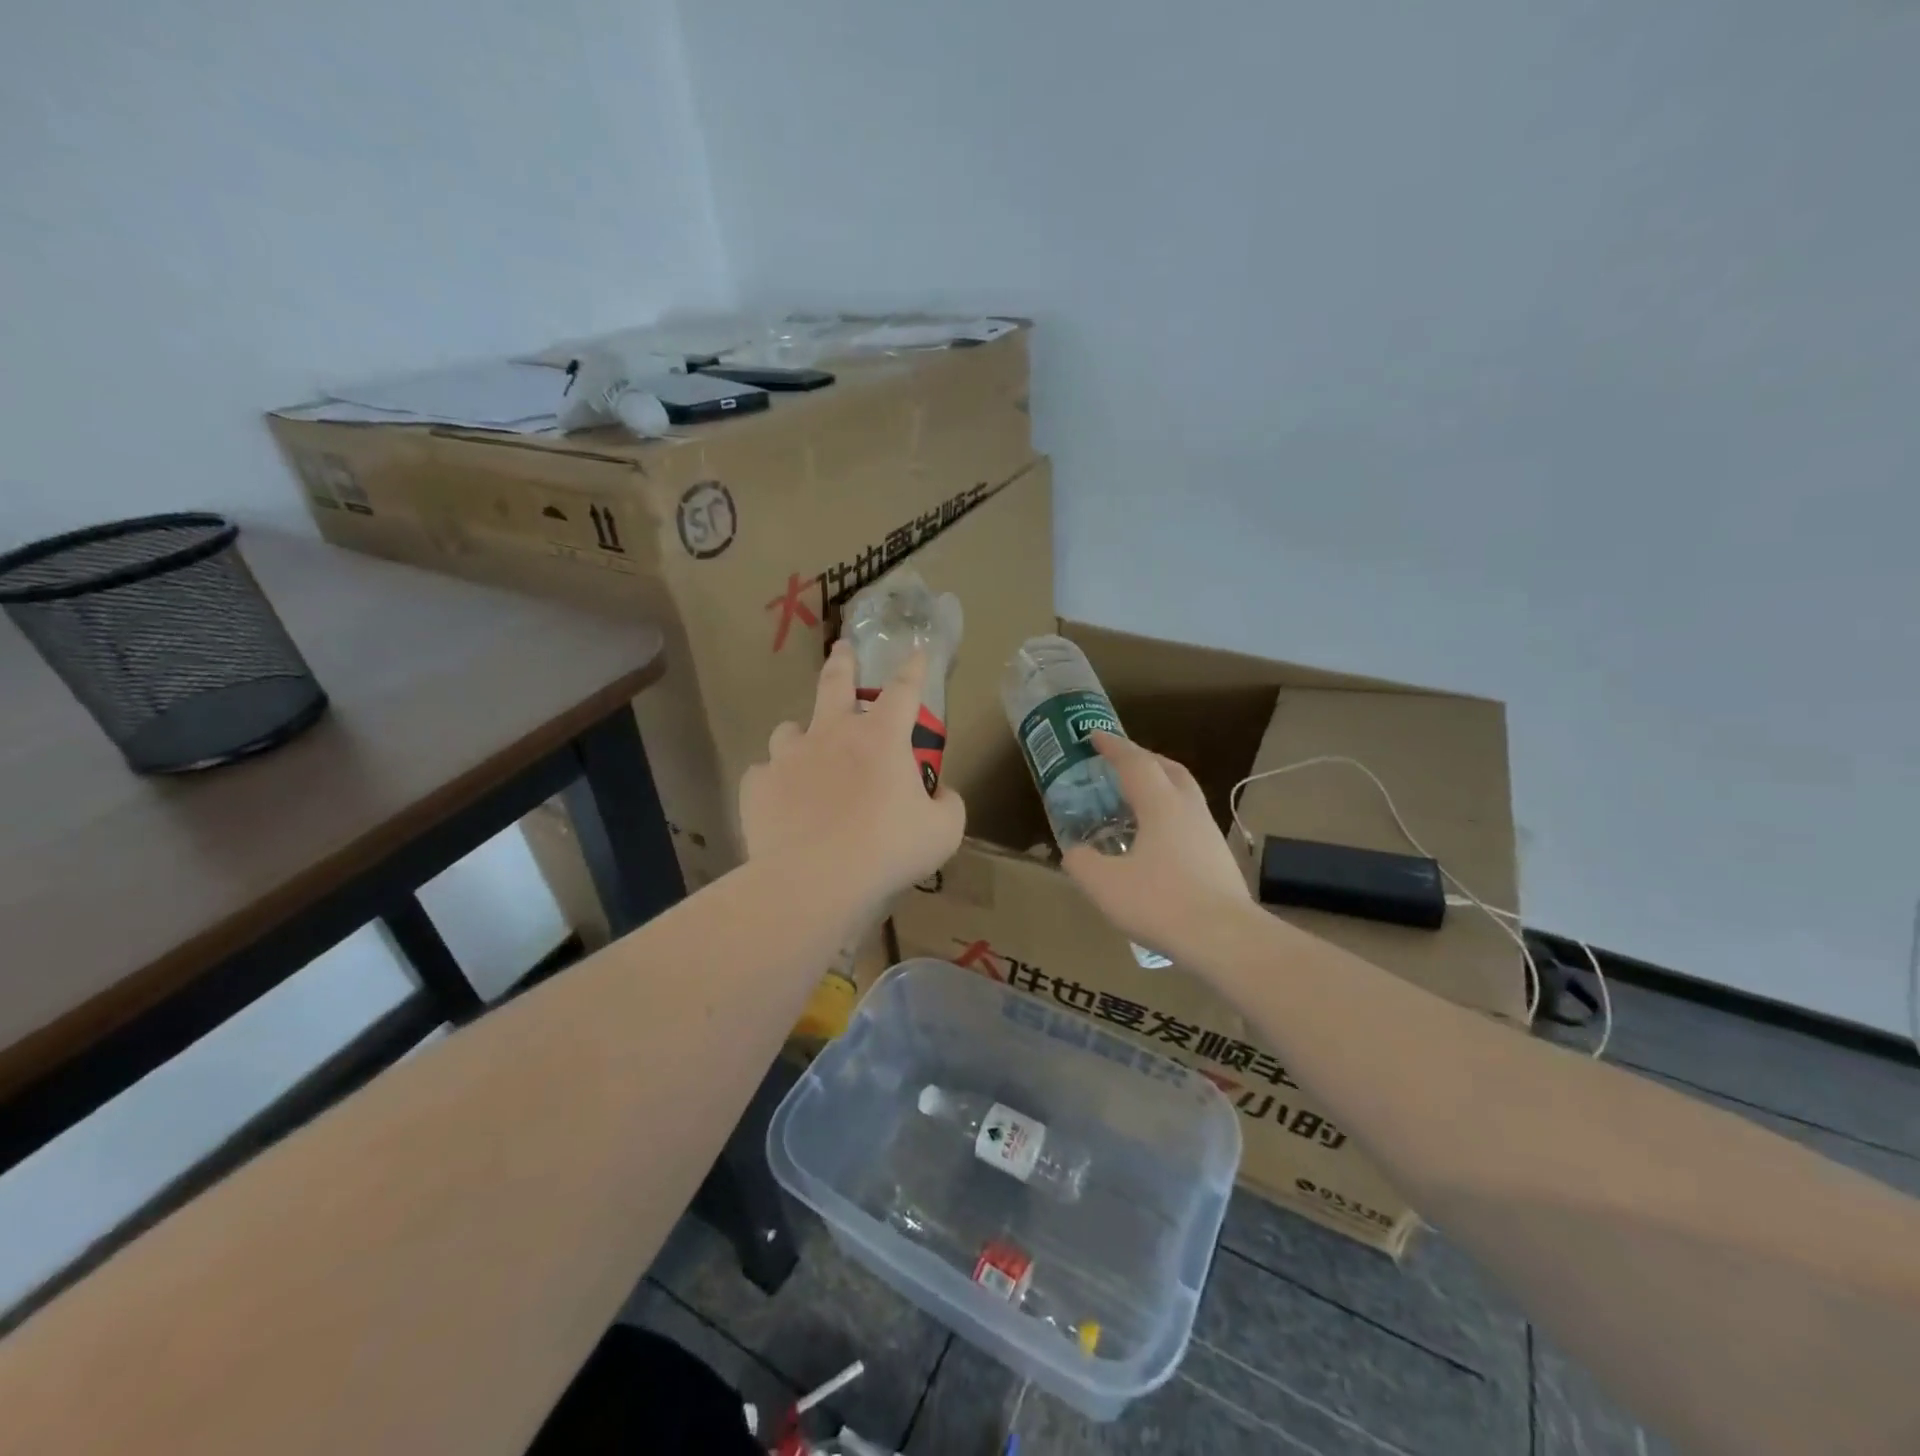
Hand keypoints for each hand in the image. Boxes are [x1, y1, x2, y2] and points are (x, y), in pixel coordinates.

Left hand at [740, 641, 965, 907]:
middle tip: (843, 649)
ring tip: (804, 747)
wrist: (815, 880)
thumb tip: (940, 792)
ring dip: (801, 733)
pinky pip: (765, 774)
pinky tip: (782, 801)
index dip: (913, 668)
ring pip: (790, 729)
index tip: (915, 650)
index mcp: (881, 738)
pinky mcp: (758, 785)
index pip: (904, 689)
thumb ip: (948, 804)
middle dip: (843, 661)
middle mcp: (832, 734)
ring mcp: (789, 757)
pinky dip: (776, 782)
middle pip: (835, 683)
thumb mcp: (943, 831)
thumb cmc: (888, 850)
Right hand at [1062, 732, 1252, 956]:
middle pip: (1169, 770)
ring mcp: (1208, 834)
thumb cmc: (1161, 903)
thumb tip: (1076, 852)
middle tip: (1119, 763)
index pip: (1135, 762)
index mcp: (1161, 805)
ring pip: (1184, 795)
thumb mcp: (1104, 885)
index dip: (1113, 747)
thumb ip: (1082, 862)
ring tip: (1135, 802)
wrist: (1226, 939)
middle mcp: (1188, 810)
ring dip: (1160, 787)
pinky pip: (1189, 821)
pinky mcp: (1218, 859)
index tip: (1094, 735)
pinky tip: (1155, 842)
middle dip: (1143, 759)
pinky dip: (1168, 816)